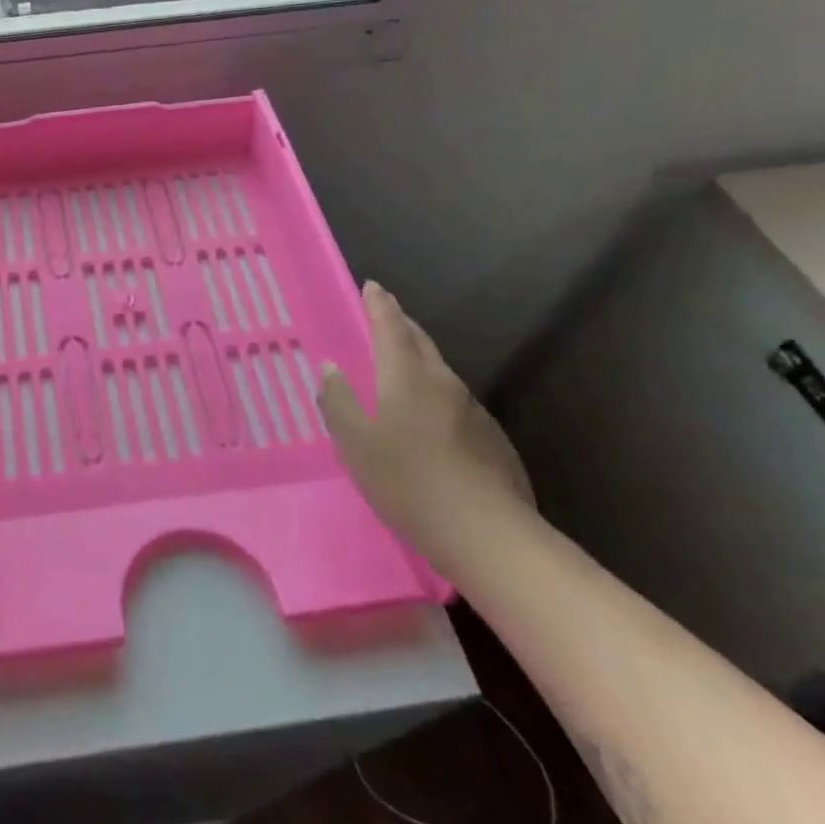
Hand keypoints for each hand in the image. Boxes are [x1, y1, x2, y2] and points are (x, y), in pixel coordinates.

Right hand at [319, 282, 534, 562]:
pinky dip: (437, 396)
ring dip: (420, 360)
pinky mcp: (493, 440)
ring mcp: (473, 411)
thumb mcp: (355, 444)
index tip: (372, 286)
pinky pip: (456, 403)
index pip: (390, 326)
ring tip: (402, 369)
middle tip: (385, 317)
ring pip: (440, 372)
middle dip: (401, 325)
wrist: (490, 537)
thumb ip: (339, 401)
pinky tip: (431, 423)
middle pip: (420, 342)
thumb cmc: (409, 483)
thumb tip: (331, 368)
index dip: (379, 304)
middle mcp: (442, 383)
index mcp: (406, 376)